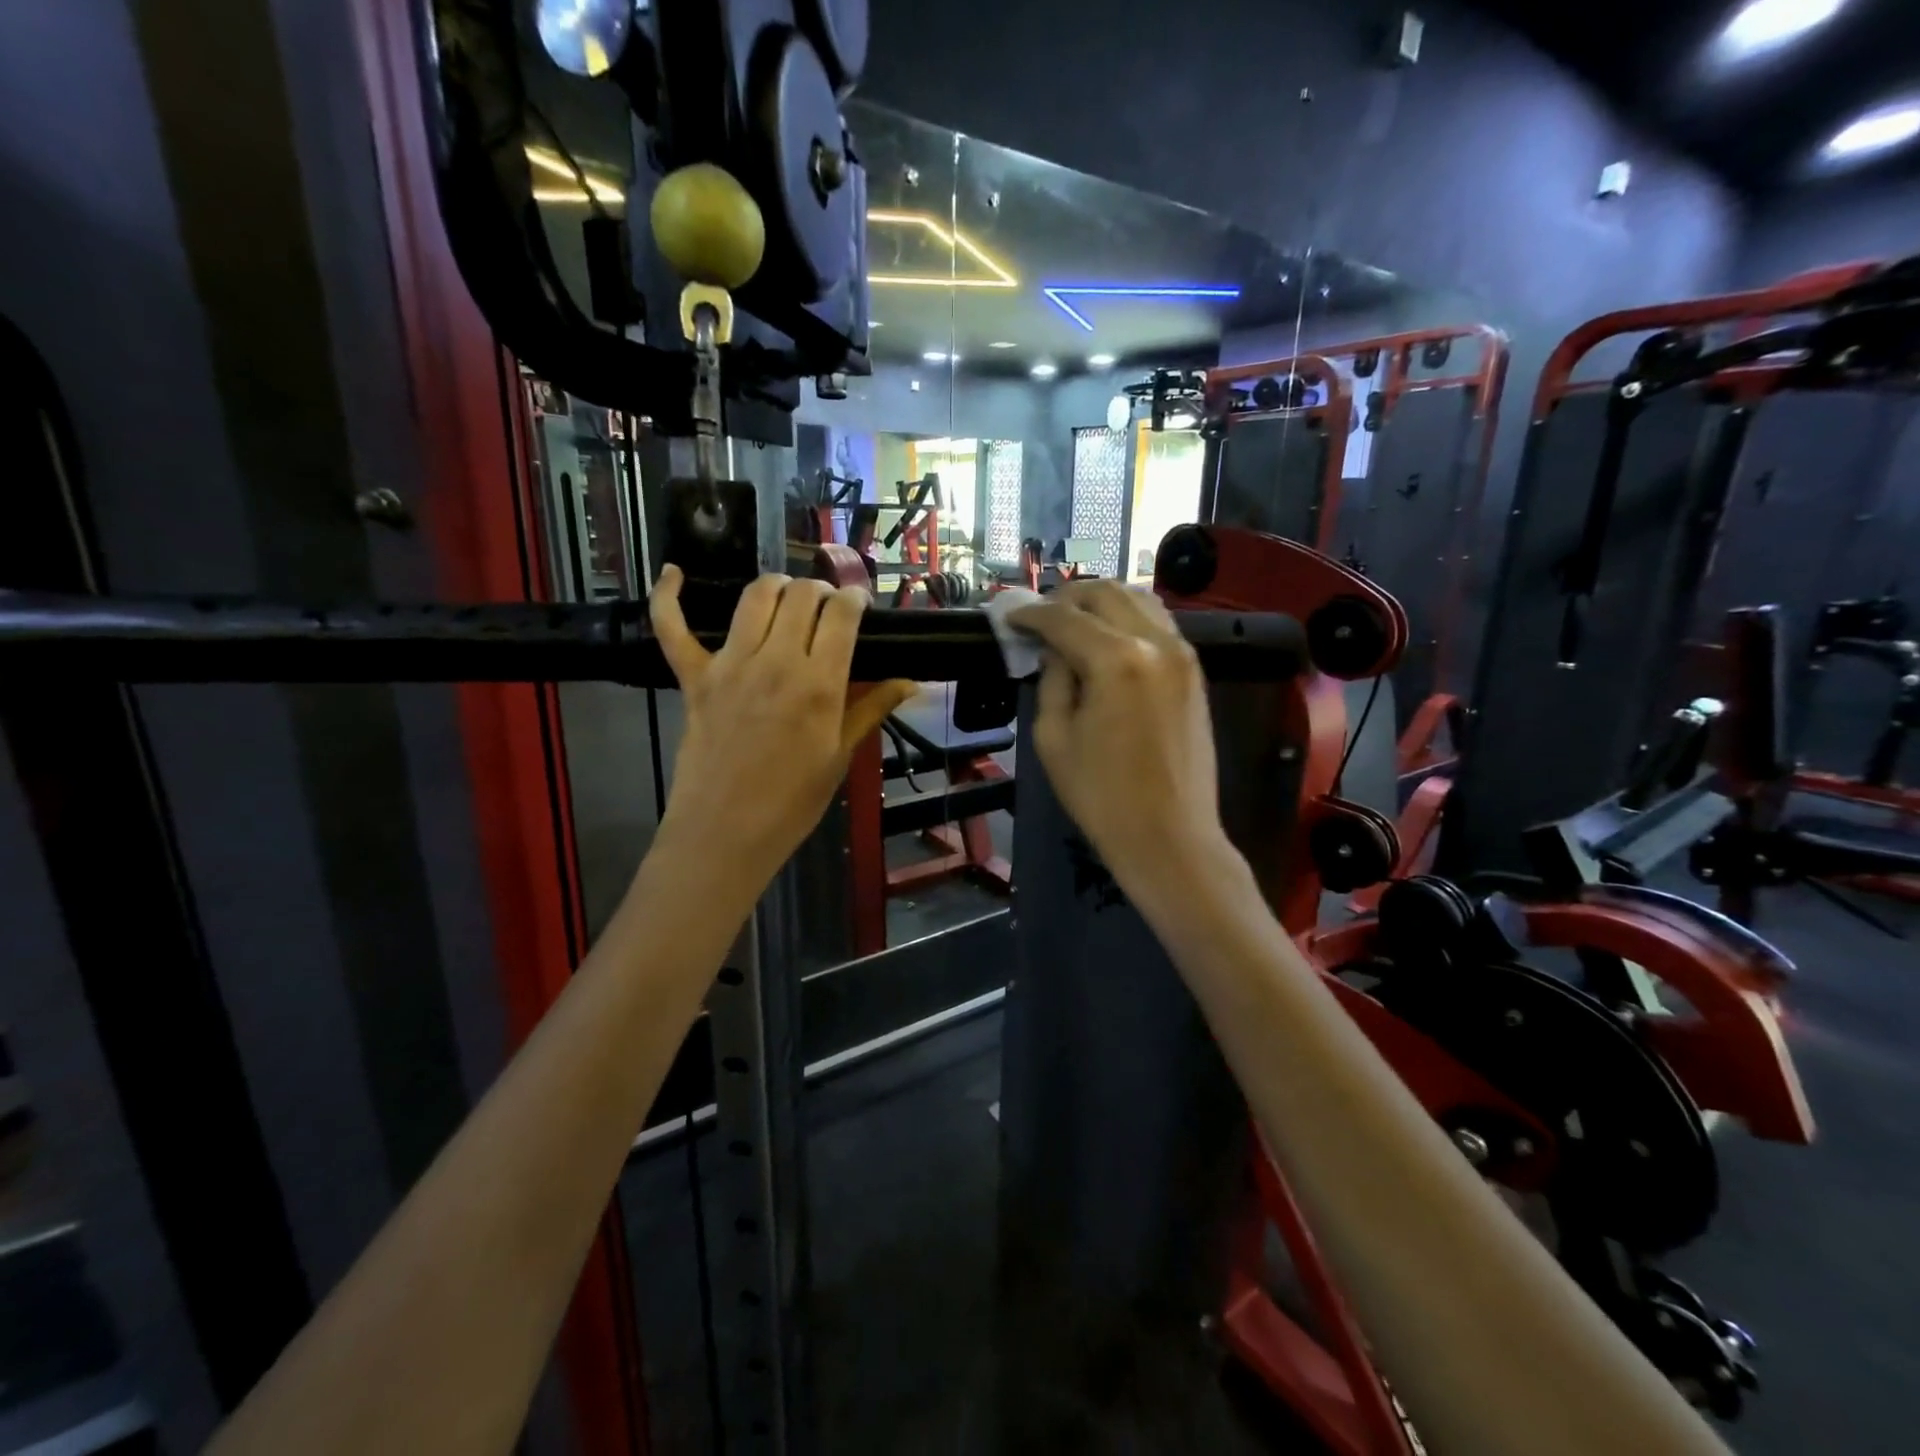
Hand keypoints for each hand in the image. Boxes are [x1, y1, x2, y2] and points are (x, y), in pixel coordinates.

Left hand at [650, 566, 915, 888]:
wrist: (726, 833)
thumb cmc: (793, 802)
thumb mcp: (841, 755)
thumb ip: (872, 708)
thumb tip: (911, 682)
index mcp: (819, 684)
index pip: (841, 614)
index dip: (855, 599)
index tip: (859, 605)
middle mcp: (775, 661)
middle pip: (802, 596)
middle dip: (822, 591)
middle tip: (828, 610)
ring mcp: (729, 665)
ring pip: (755, 597)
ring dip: (777, 586)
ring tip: (788, 599)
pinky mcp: (693, 677)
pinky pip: (672, 627)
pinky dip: (667, 596)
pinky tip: (673, 572)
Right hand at [1009, 581, 1228, 893]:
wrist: (1170, 837)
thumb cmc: (1101, 796)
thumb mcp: (1054, 738)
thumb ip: (1052, 680)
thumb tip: (1055, 651)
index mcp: (1117, 660)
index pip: (1064, 618)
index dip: (1030, 614)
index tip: (1008, 617)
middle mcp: (1155, 642)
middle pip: (1105, 593)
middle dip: (1066, 597)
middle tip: (1039, 615)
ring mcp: (1182, 653)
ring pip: (1138, 599)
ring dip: (1100, 602)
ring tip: (1072, 620)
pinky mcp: (1194, 671)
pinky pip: (1158, 623)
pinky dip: (1128, 618)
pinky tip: (1107, 637)